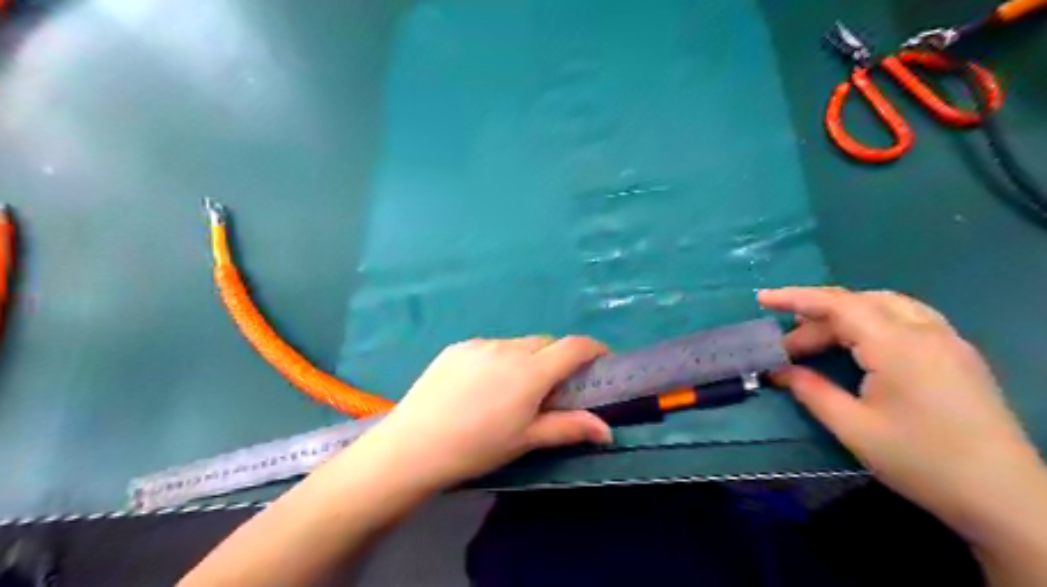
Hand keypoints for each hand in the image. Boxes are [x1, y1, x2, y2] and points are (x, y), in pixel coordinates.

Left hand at [360, 334, 615, 490]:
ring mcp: (480, 344)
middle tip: (551, 389)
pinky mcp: (457, 347)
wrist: (413, 446)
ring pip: (518, 344)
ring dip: (527, 359)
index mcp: (531, 371)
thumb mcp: (526, 440)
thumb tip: (607, 430)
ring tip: (512, 391)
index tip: (601, 360)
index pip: (574, 346)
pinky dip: (500, 359)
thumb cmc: (477, 447)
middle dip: (558, 359)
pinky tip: (482, 386)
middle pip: (546, 343)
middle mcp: (508, 347)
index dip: (594, 349)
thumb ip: (569, 428)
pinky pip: (491, 347)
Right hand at [762, 287, 1046, 534]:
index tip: (761, 299)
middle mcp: (925, 331)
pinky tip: (861, 343)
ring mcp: (948, 340)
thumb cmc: (921, 460)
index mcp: (897, 346)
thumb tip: (779, 371)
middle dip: (815, 319)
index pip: (837, 305)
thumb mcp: (853, 427)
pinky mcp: (958, 353)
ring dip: (845, 314)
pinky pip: (908, 317)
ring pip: (886, 305)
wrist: (1004, 497)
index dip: (795, 298)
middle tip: (787, 348)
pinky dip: (873, 319)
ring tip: (818, 338)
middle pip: (858, 304)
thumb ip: (811, 391)